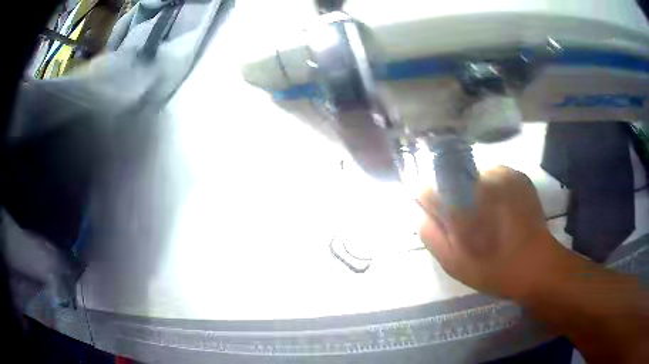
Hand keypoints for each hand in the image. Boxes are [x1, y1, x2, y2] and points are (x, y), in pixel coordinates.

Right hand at [417, 166, 562, 298]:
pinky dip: (492, 189)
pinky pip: (494, 175)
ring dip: (473, 192)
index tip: (437, 216)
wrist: (537, 265)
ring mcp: (501, 174)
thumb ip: (431, 234)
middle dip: (453, 198)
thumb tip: (419, 211)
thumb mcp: (453, 263)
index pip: (427, 188)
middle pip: (451, 179)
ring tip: (488, 217)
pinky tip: (502, 210)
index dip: (428, 202)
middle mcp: (479, 181)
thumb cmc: (493, 269)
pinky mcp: (517, 175)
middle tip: (468, 223)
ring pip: (473, 176)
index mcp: (461, 205)